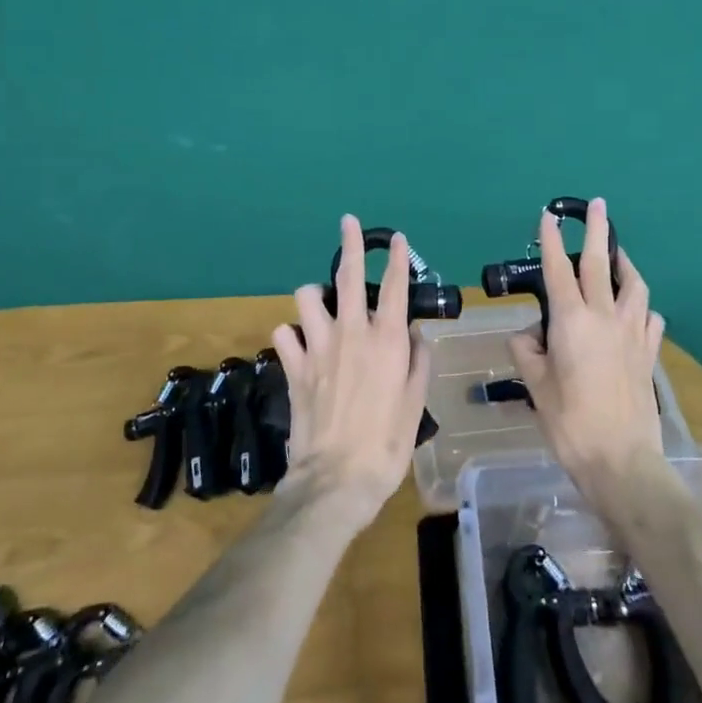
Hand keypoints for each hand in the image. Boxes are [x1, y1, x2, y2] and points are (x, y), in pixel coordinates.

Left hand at [271, 216, 431, 530]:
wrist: (335, 480)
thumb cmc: (386, 444)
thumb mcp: (415, 404)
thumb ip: (417, 362)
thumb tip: (414, 334)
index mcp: (386, 340)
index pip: (394, 287)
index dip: (397, 259)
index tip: (397, 239)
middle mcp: (351, 333)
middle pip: (347, 276)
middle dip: (350, 245)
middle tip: (348, 222)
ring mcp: (317, 347)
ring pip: (306, 298)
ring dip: (313, 295)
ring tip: (319, 302)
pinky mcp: (293, 367)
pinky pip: (284, 335)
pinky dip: (291, 335)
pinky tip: (299, 344)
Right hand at [508, 197, 667, 507]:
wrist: (622, 460)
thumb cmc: (570, 422)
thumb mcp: (536, 386)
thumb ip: (527, 352)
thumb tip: (528, 336)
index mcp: (571, 321)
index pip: (557, 269)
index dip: (551, 240)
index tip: (549, 215)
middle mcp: (604, 317)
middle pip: (600, 264)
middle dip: (597, 231)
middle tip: (598, 206)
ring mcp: (632, 334)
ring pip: (633, 286)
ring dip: (625, 264)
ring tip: (619, 255)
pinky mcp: (649, 353)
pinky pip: (649, 319)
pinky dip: (642, 308)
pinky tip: (638, 312)